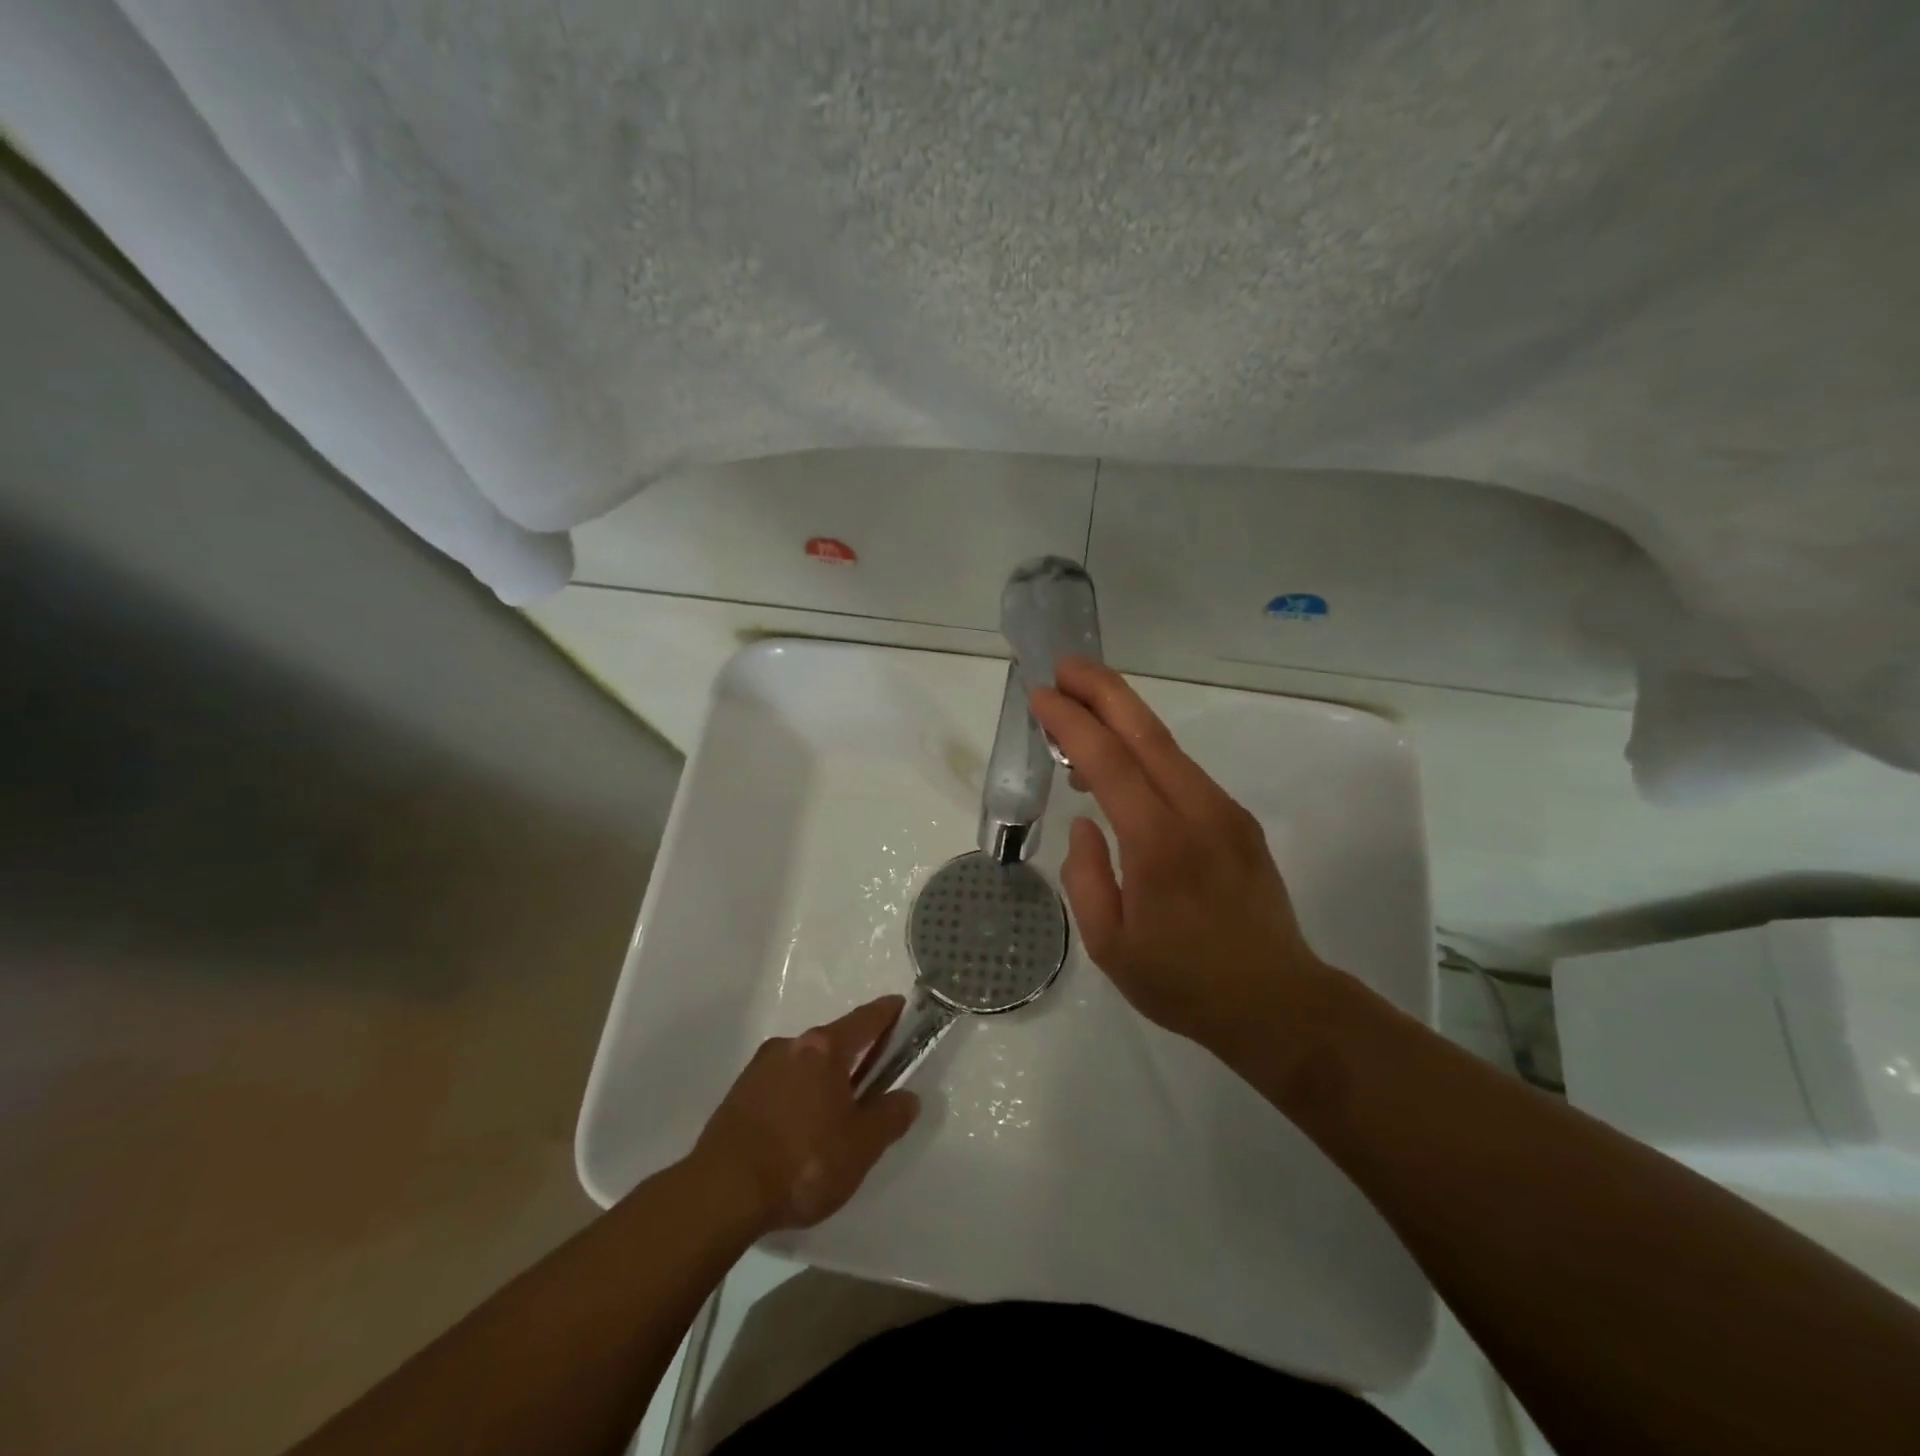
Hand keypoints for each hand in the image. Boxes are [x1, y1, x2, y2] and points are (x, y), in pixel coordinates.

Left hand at [692, 997, 919, 1232]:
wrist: (721, 1193)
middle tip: (871, 1079)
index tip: (899, 1004)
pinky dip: (797, 1096)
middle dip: (853, 1056)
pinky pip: (780, 1084)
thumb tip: (908, 1097)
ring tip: (832, 1116)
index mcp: (824, 1049)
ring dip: (822, 1079)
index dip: (885, 1013)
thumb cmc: (802, 1161)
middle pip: (832, 1042)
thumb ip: (889, 1117)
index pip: (864, 1021)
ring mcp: (759, 1068)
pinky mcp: (737, 1094)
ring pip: (804, 1064)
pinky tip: (798, 1130)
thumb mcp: (861, 1146)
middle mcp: (790, 1046)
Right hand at [1029, 659, 1333, 1059]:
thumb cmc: (1183, 983)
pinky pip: (1184, 772)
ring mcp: (1225, 812)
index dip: (1071, 722)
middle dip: (1103, 690)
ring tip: (1083, 705)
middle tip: (1065, 665)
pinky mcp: (1239, 821)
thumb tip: (1085, 824)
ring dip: (1124, 716)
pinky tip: (1124, 760)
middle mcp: (1197, 812)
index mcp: (1158, 844)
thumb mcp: (1110, 946)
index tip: (1040, 695)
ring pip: (1168, 746)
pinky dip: (1147, 750)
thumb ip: (1085, 878)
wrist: (1278, 1004)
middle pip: (1146, 732)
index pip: (1108, 761)